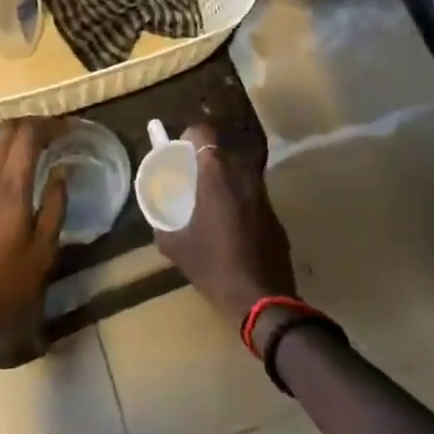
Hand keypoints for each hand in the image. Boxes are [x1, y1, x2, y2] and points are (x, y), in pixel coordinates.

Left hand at [0, 120, 65, 399]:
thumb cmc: (2, 289)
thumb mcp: (42, 253)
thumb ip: (54, 206)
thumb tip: (62, 172)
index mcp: (9, 187)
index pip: (27, 134)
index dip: (48, 123)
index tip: (66, 127)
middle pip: (5, 132)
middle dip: (30, 125)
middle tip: (52, 133)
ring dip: (11, 140)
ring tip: (33, 152)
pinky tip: (8, 178)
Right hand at [153, 123, 296, 333]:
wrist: (262, 299)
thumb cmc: (213, 267)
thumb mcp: (176, 247)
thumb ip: (163, 224)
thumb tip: (158, 217)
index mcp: (216, 175)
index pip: (203, 133)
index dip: (188, 136)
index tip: (178, 151)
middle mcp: (243, 175)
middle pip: (222, 150)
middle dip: (204, 157)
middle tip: (189, 176)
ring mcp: (263, 194)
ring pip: (239, 170)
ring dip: (223, 177)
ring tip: (208, 199)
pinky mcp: (275, 213)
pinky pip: (251, 193)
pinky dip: (238, 197)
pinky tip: (229, 223)